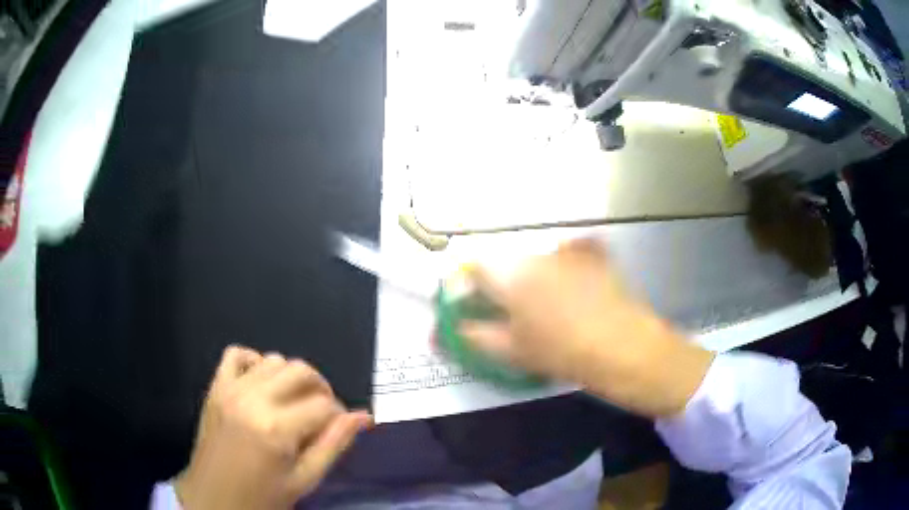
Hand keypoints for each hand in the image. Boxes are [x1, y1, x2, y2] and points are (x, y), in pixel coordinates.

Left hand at [175, 346, 371, 509]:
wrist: (214, 497)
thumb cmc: (264, 496)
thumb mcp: (305, 479)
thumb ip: (334, 445)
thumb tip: (364, 416)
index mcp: (277, 429)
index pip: (324, 404)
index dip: (338, 415)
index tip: (336, 429)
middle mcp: (254, 399)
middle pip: (302, 371)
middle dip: (321, 389)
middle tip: (320, 413)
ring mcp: (230, 389)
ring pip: (274, 359)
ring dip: (291, 378)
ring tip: (292, 403)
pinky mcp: (215, 387)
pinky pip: (236, 354)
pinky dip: (254, 361)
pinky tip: (262, 383)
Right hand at [461, 239, 713, 417]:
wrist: (626, 347)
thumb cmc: (563, 352)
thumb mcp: (512, 351)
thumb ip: (475, 336)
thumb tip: (449, 331)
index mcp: (511, 273)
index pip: (472, 266)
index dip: (465, 285)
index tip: (469, 305)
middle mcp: (536, 252)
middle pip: (504, 260)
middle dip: (498, 283)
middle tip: (506, 312)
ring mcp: (568, 249)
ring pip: (534, 259)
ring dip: (528, 277)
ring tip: (543, 308)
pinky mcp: (593, 253)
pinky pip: (565, 254)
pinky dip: (559, 269)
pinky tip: (570, 292)